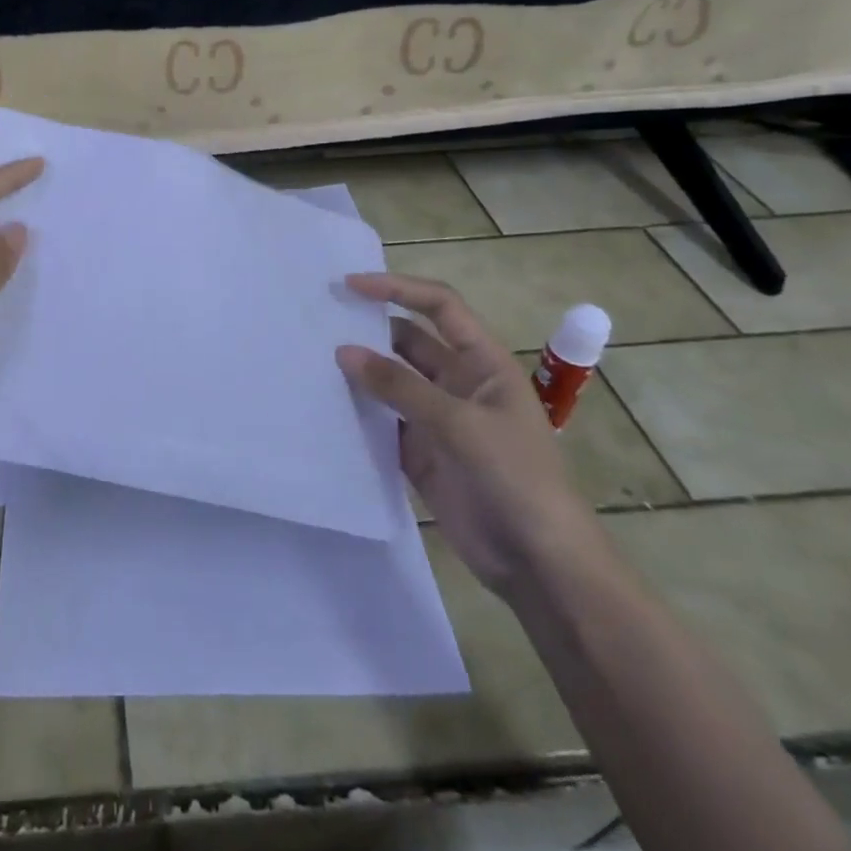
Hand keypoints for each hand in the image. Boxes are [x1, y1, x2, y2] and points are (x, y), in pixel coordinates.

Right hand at [335, 274, 605, 595]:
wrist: (539, 564)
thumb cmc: (514, 479)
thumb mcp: (460, 425)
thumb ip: (399, 386)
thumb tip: (343, 351)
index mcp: (483, 363)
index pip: (439, 307)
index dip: (398, 289)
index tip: (351, 285)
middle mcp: (457, 382)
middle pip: (407, 340)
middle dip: (369, 328)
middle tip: (318, 321)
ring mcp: (436, 418)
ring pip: (389, 380)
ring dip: (359, 370)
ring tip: (311, 358)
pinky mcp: (418, 452)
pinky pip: (380, 421)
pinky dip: (356, 412)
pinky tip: (323, 405)